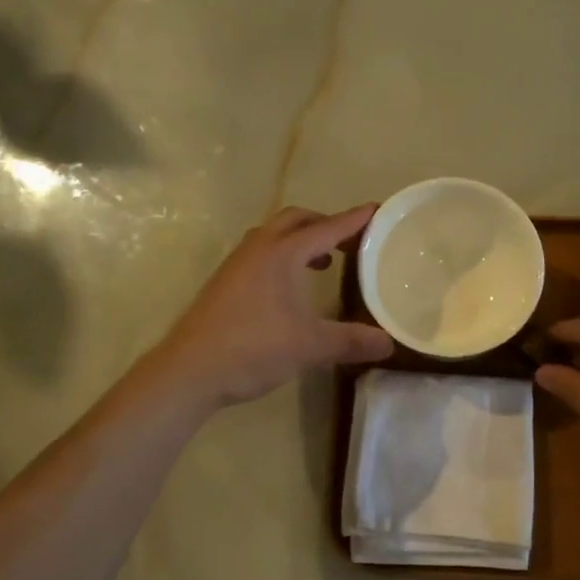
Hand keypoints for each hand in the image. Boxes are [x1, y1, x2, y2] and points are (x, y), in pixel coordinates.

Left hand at [152, 204, 394, 408]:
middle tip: (350, 240)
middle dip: (325, 223)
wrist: (191, 369)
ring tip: (324, 261)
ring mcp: (237, 263)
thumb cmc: (254, 348)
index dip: (354, 220)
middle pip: (296, 220)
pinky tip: (290, 287)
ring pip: (274, 235)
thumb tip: (389, 343)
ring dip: (301, 239)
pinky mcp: (225, 281)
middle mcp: (259, 248)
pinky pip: (261, 252)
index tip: (377, 210)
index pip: (326, 227)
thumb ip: (351, 341)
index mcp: (282, 253)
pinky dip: (283, 255)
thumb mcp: (310, 346)